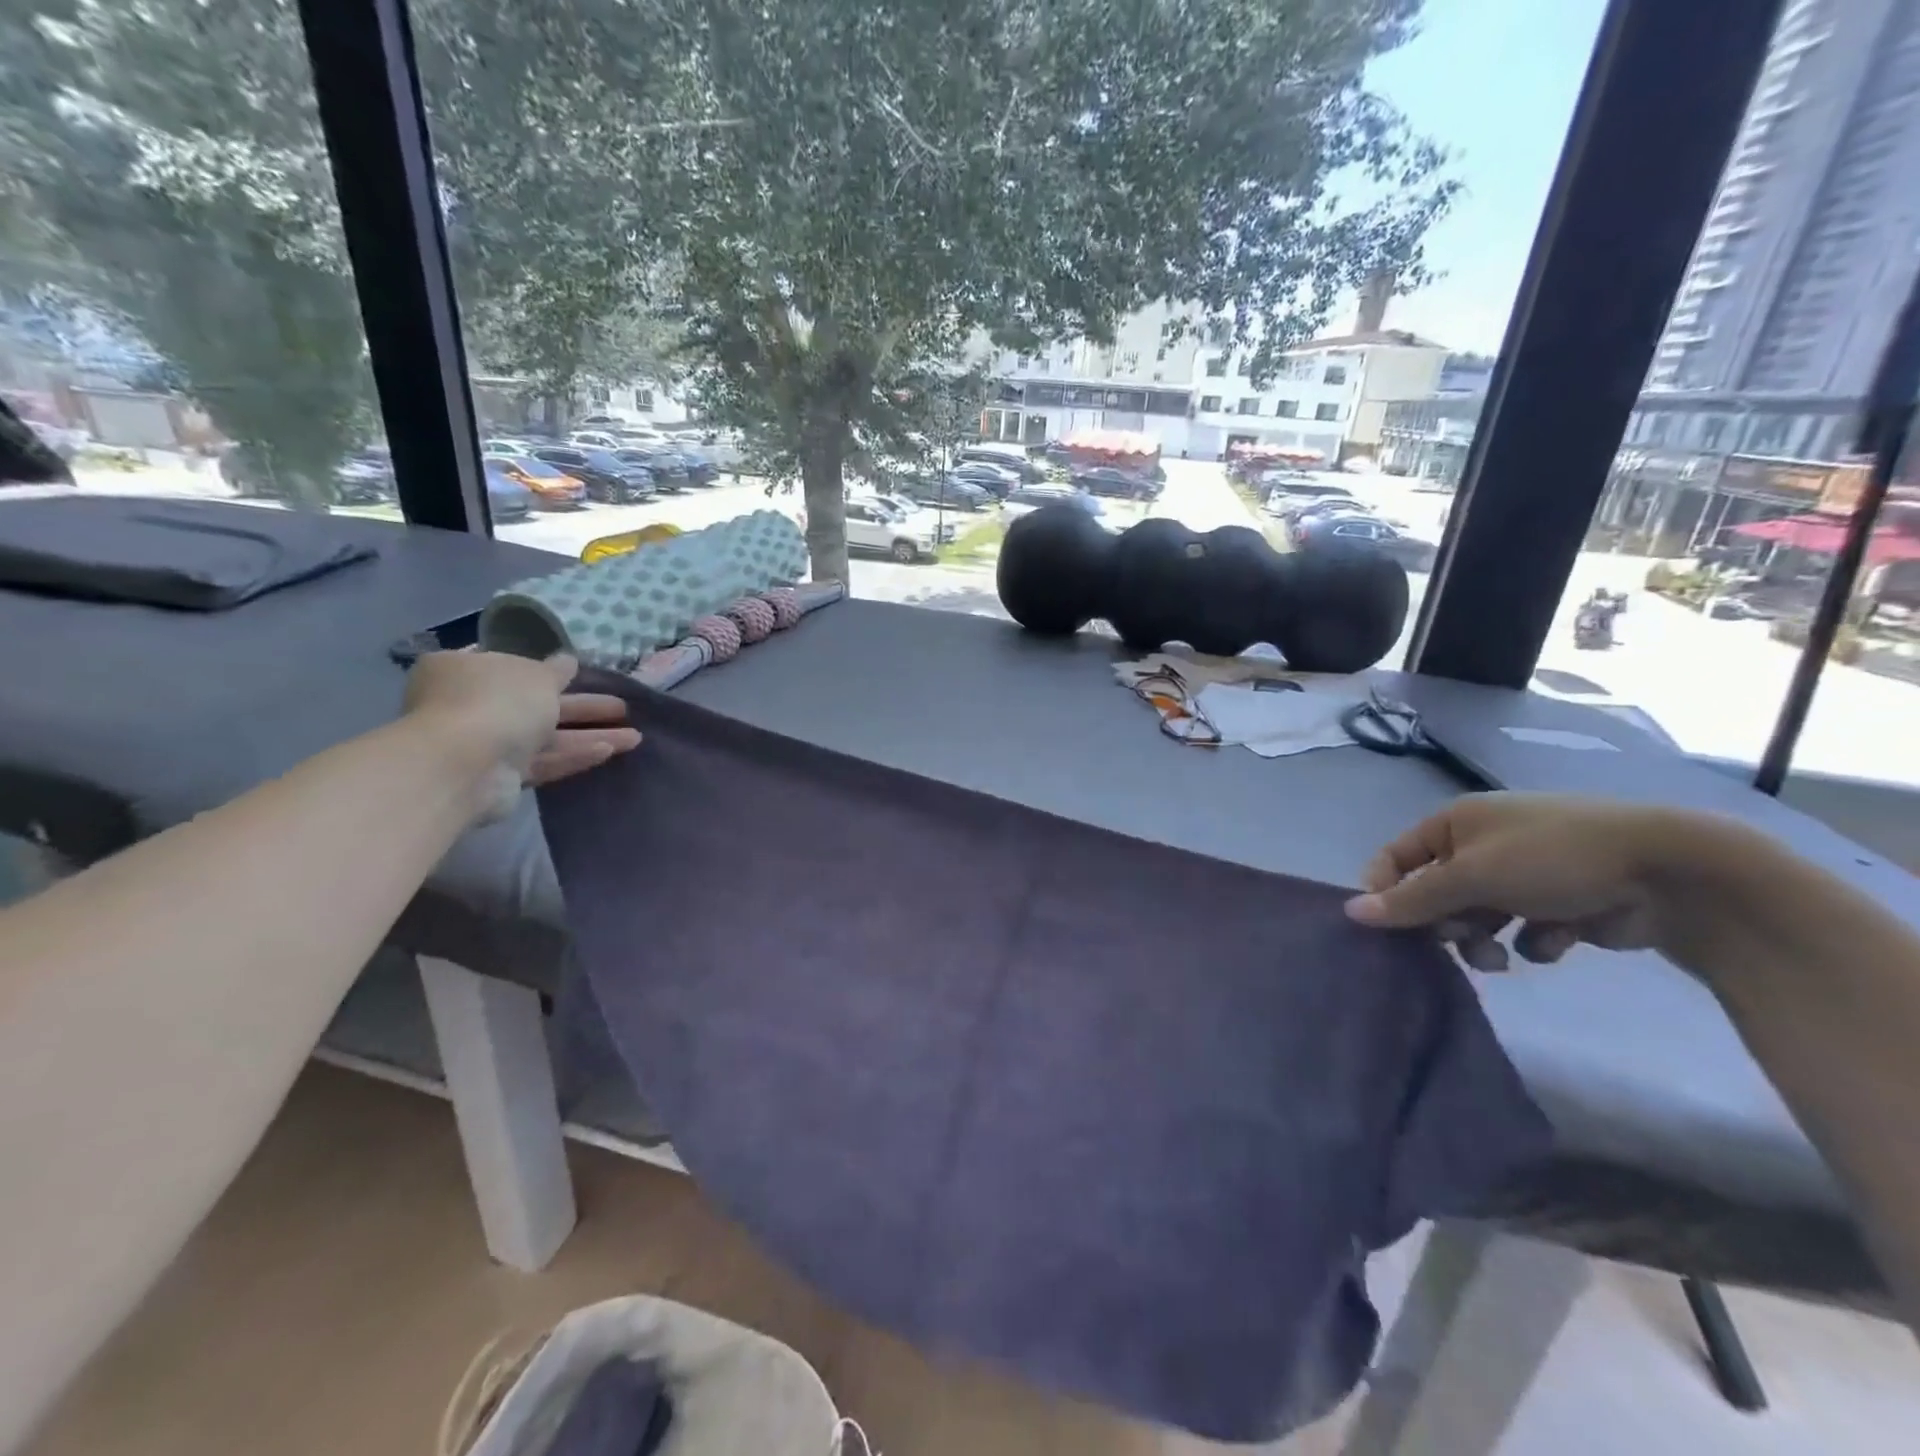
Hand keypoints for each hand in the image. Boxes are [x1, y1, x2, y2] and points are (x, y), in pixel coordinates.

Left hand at [401, 652, 641, 815]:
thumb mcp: (537, 675)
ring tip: (634, 736)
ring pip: (547, 736)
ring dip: (589, 735)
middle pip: (537, 703)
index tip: (580, 674)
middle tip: (621, 707)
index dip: (547, 669)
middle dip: (583, 707)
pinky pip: (544, 761)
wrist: (466, 764)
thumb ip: (556, 670)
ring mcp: (486, 743)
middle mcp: (471, 705)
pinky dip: (574, 755)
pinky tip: (609, 751)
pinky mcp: (502, 777)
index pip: (509, 665)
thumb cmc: (497, 702)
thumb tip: (567, 660)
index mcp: (465, 670)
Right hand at [1343, 793, 1670, 970]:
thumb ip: (1412, 898)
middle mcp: (1482, 846)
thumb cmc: (1552, 857)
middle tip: (1460, 941)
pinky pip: (1524, 931)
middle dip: (1445, 923)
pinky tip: (1561, 939)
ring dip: (1484, 941)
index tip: (1391, 927)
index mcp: (1455, 824)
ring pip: (1478, 918)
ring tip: (1503, 956)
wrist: (1669, 872)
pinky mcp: (1560, 905)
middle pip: (1436, 894)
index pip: (1395, 858)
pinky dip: (1535, 941)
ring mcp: (1523, 875)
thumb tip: (1351, 912)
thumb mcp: (1472, 876)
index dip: (1387, 891)